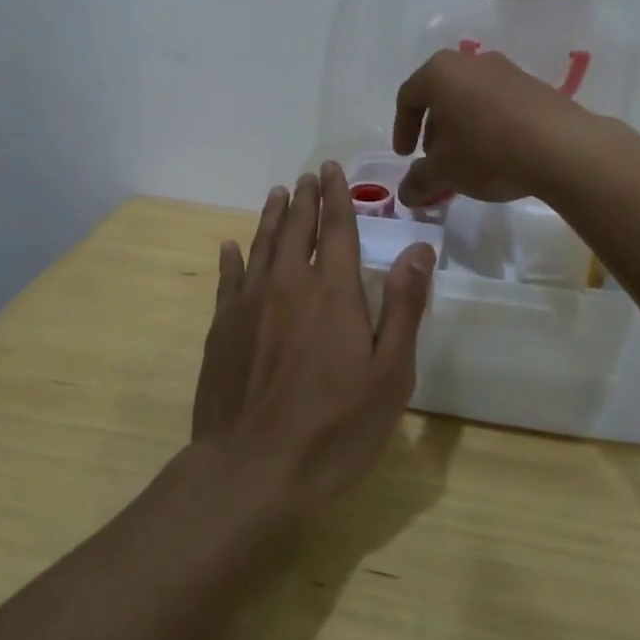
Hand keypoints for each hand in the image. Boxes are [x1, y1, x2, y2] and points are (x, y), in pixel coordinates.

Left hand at [191, 164, 435, 512]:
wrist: (253, 469)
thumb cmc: (335, 427)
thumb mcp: (389, 374)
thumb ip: (403, 307)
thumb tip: (418, 249)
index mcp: (333, 291)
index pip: (336, 228)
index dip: (336, 196)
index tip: (330, 170)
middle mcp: (289, 284)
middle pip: (296, 228)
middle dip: (304, 199)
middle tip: (306, 176)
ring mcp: (249, 304)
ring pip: (261, 246)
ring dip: (271, 217)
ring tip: (277, 194)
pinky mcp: (221, 328)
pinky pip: (227, 279)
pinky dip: (231, 258)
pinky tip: (229, 246)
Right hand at [392, 49, 586, 206]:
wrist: (561, 147)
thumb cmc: (487, 150)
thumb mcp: (445, 171)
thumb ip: (419, 179)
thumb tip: (406, 192)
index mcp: (440, 72)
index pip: (408, 97)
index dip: (402, 129)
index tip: (406, 156)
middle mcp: (471, 61)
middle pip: (441, 95)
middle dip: (434, 129)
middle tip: (436, 160)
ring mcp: (506, 70)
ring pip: (471, 98)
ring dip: (462, 127)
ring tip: (467, 160)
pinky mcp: (534, 85)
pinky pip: (499, 103)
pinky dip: (489, 124)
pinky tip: (499, 153)